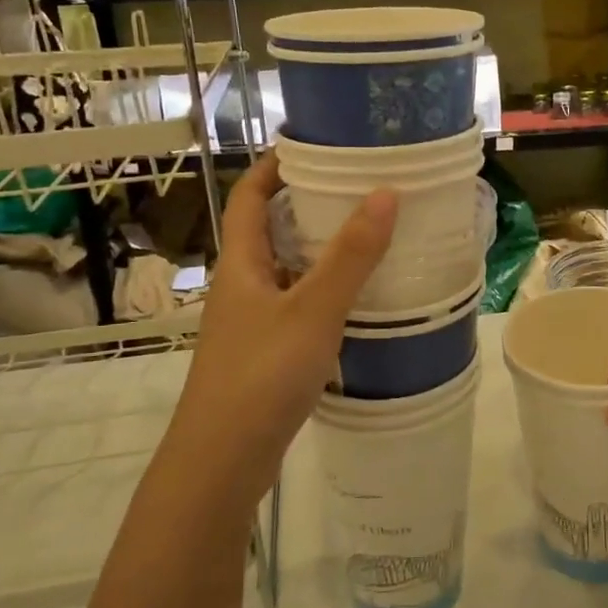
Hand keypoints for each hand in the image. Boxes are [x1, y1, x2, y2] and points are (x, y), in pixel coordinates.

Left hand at [166, 151, 396, 512]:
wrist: (222, 462)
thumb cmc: (261, 375)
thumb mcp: (312, 310)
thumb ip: (350, 255)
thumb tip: (385, 193)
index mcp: (241, 264)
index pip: (250, 196)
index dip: (273, 166)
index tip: (313, 145)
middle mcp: (241, 286)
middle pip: (269, 231)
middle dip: (307, 205)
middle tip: (358, 188)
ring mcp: (251, 323)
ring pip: (285, 271)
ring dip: (318, 251)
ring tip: (368, 236)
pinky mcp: (265, 354)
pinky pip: (296, 306)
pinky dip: (323, 292)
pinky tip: (357, 300)